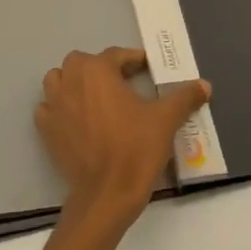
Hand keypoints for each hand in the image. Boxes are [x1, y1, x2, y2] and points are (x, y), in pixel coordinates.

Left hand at [36, 48, 211, 234]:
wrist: (107, 194)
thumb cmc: (136, 149)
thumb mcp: (166, 120)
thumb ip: (185, 97)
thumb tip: (204, 85)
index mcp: (97, 71)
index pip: (116, 55)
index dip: (133, 60)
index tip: (147, 69)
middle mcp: (70, 81)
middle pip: (82, 63)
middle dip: (100, 68)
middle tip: (123, 84)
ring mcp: (54, 106)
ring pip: (58, 80)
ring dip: (74, 83)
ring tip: (95, 97)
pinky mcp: (46, 130)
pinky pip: (48, 109)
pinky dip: (59, 108)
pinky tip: (76, 120)